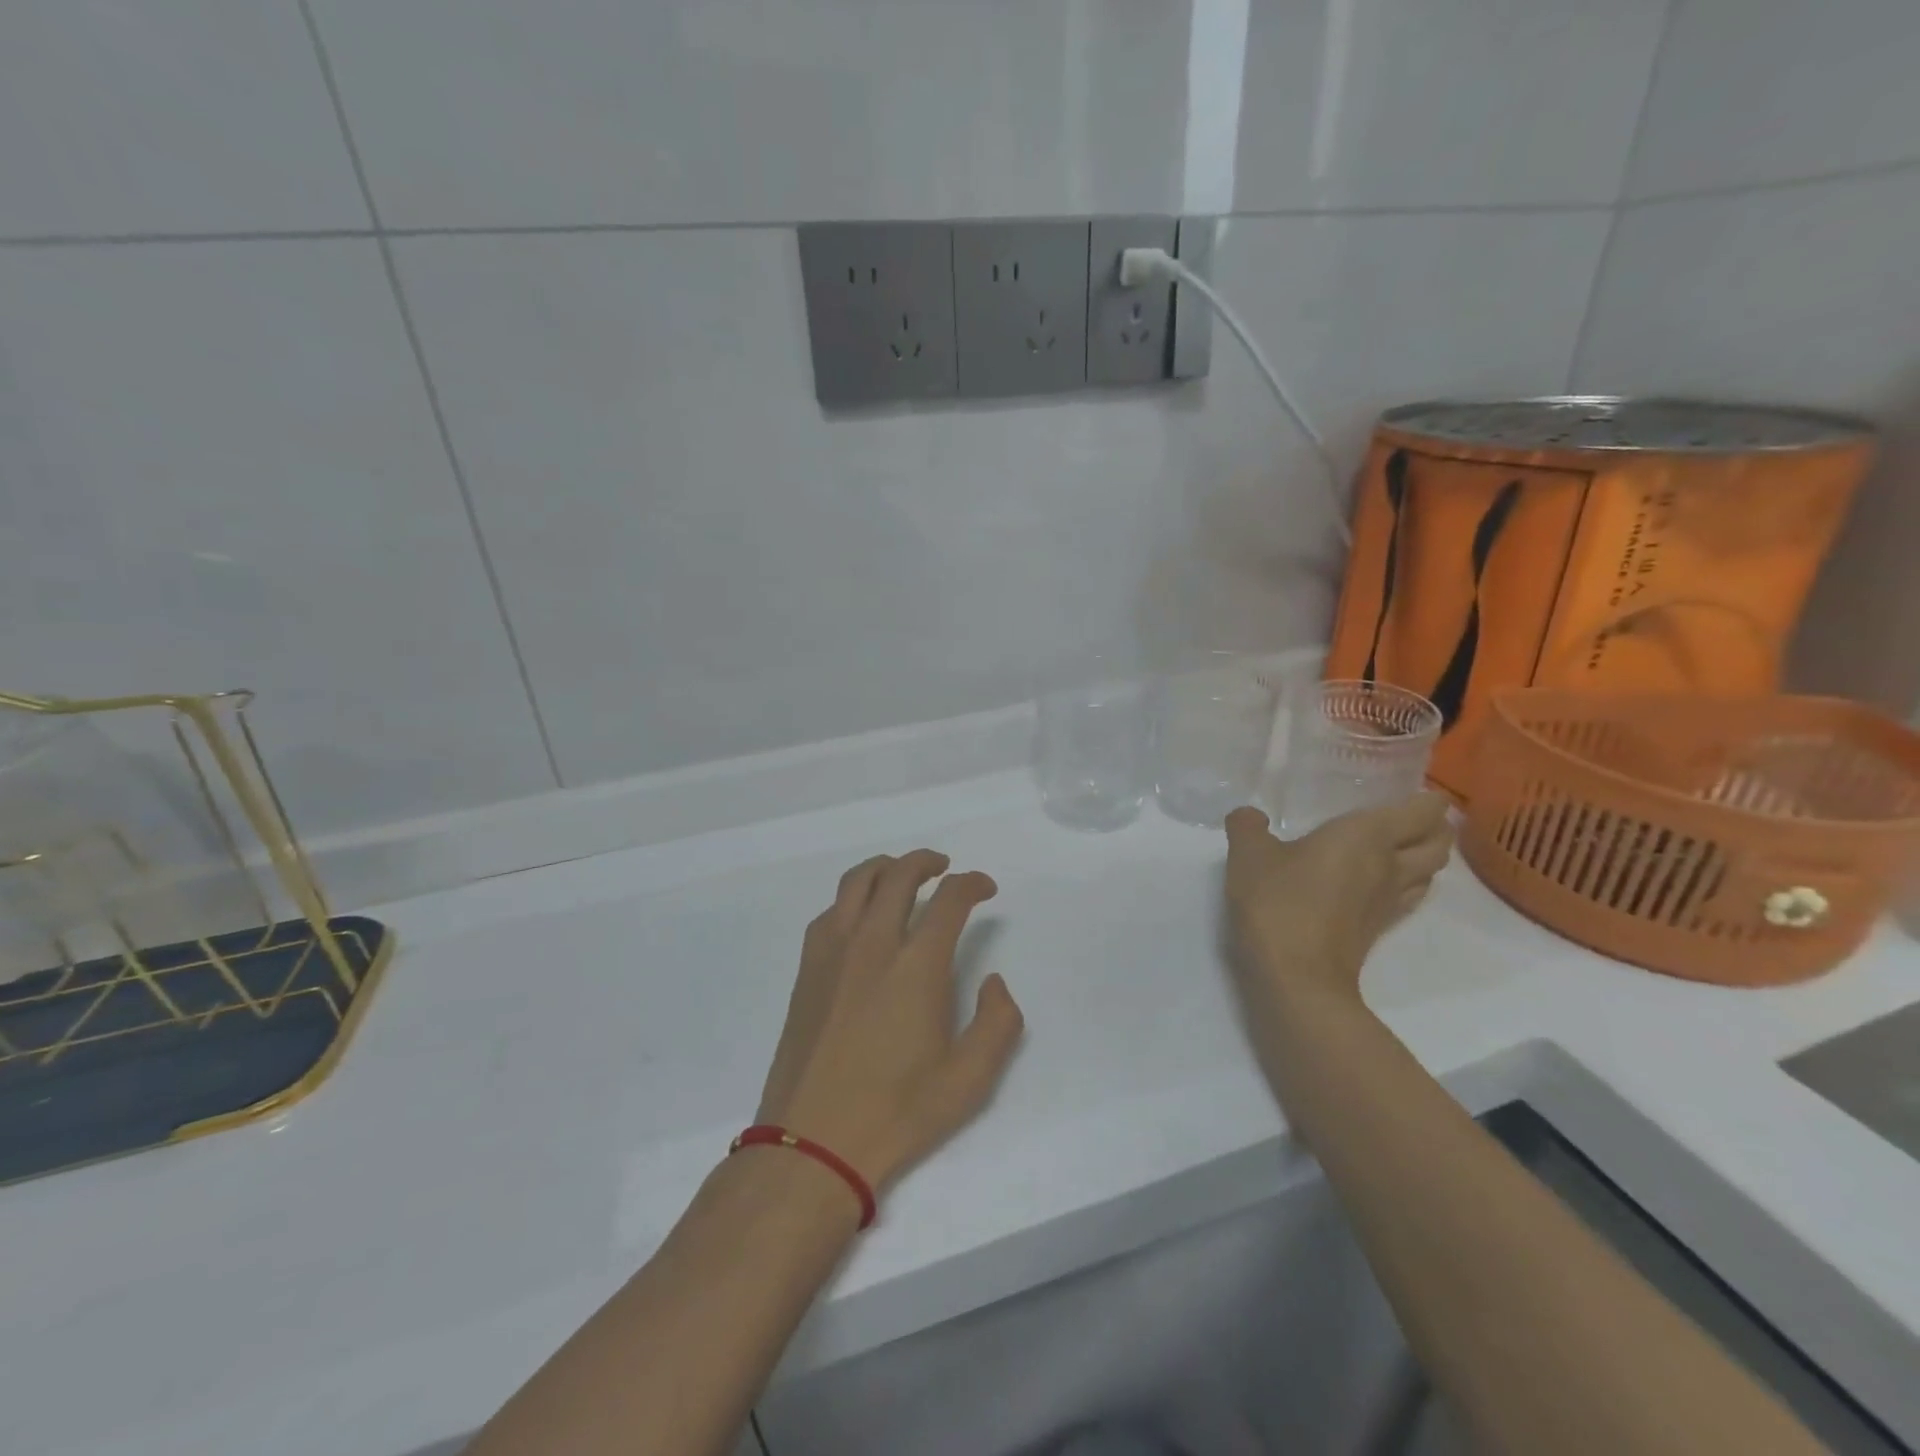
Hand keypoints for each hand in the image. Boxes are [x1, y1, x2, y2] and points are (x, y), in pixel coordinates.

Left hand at [755, 850, 1024, 1192]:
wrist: (812, 1144)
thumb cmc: (897, 1113)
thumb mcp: (970, 1080)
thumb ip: (998, 1022)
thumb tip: (994, 981)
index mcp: (917, 966)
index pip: (949, 900)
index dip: (972, 884)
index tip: (985, 888)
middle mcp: (873, 944)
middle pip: (899, 875)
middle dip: (927, 862)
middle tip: (945, 869)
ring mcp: (833, 952)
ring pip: (857, 882)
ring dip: (886, 867)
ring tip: (903, 875)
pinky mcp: (807, 969)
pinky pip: (831, 910)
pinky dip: (853, 898)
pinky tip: (863, 917)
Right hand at [1223, 796, 1453, 1010]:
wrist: (1296, 976)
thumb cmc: (1278, 902)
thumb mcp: (1248, 855)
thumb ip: (1248, 827)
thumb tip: (1249, 816)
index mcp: (1367, 835)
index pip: (1423, 810)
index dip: (1428, 798)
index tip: (1412, 788)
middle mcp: (1390, 864)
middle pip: (1439, 842)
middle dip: (1435, 826)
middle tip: (1410, 815)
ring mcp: (1389, 901)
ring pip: (1430, 872)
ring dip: (1424, 857)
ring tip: (1398, 846)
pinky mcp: (1378, 929)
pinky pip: (1407, 896)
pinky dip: (1405, 883)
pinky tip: (1375, 882)